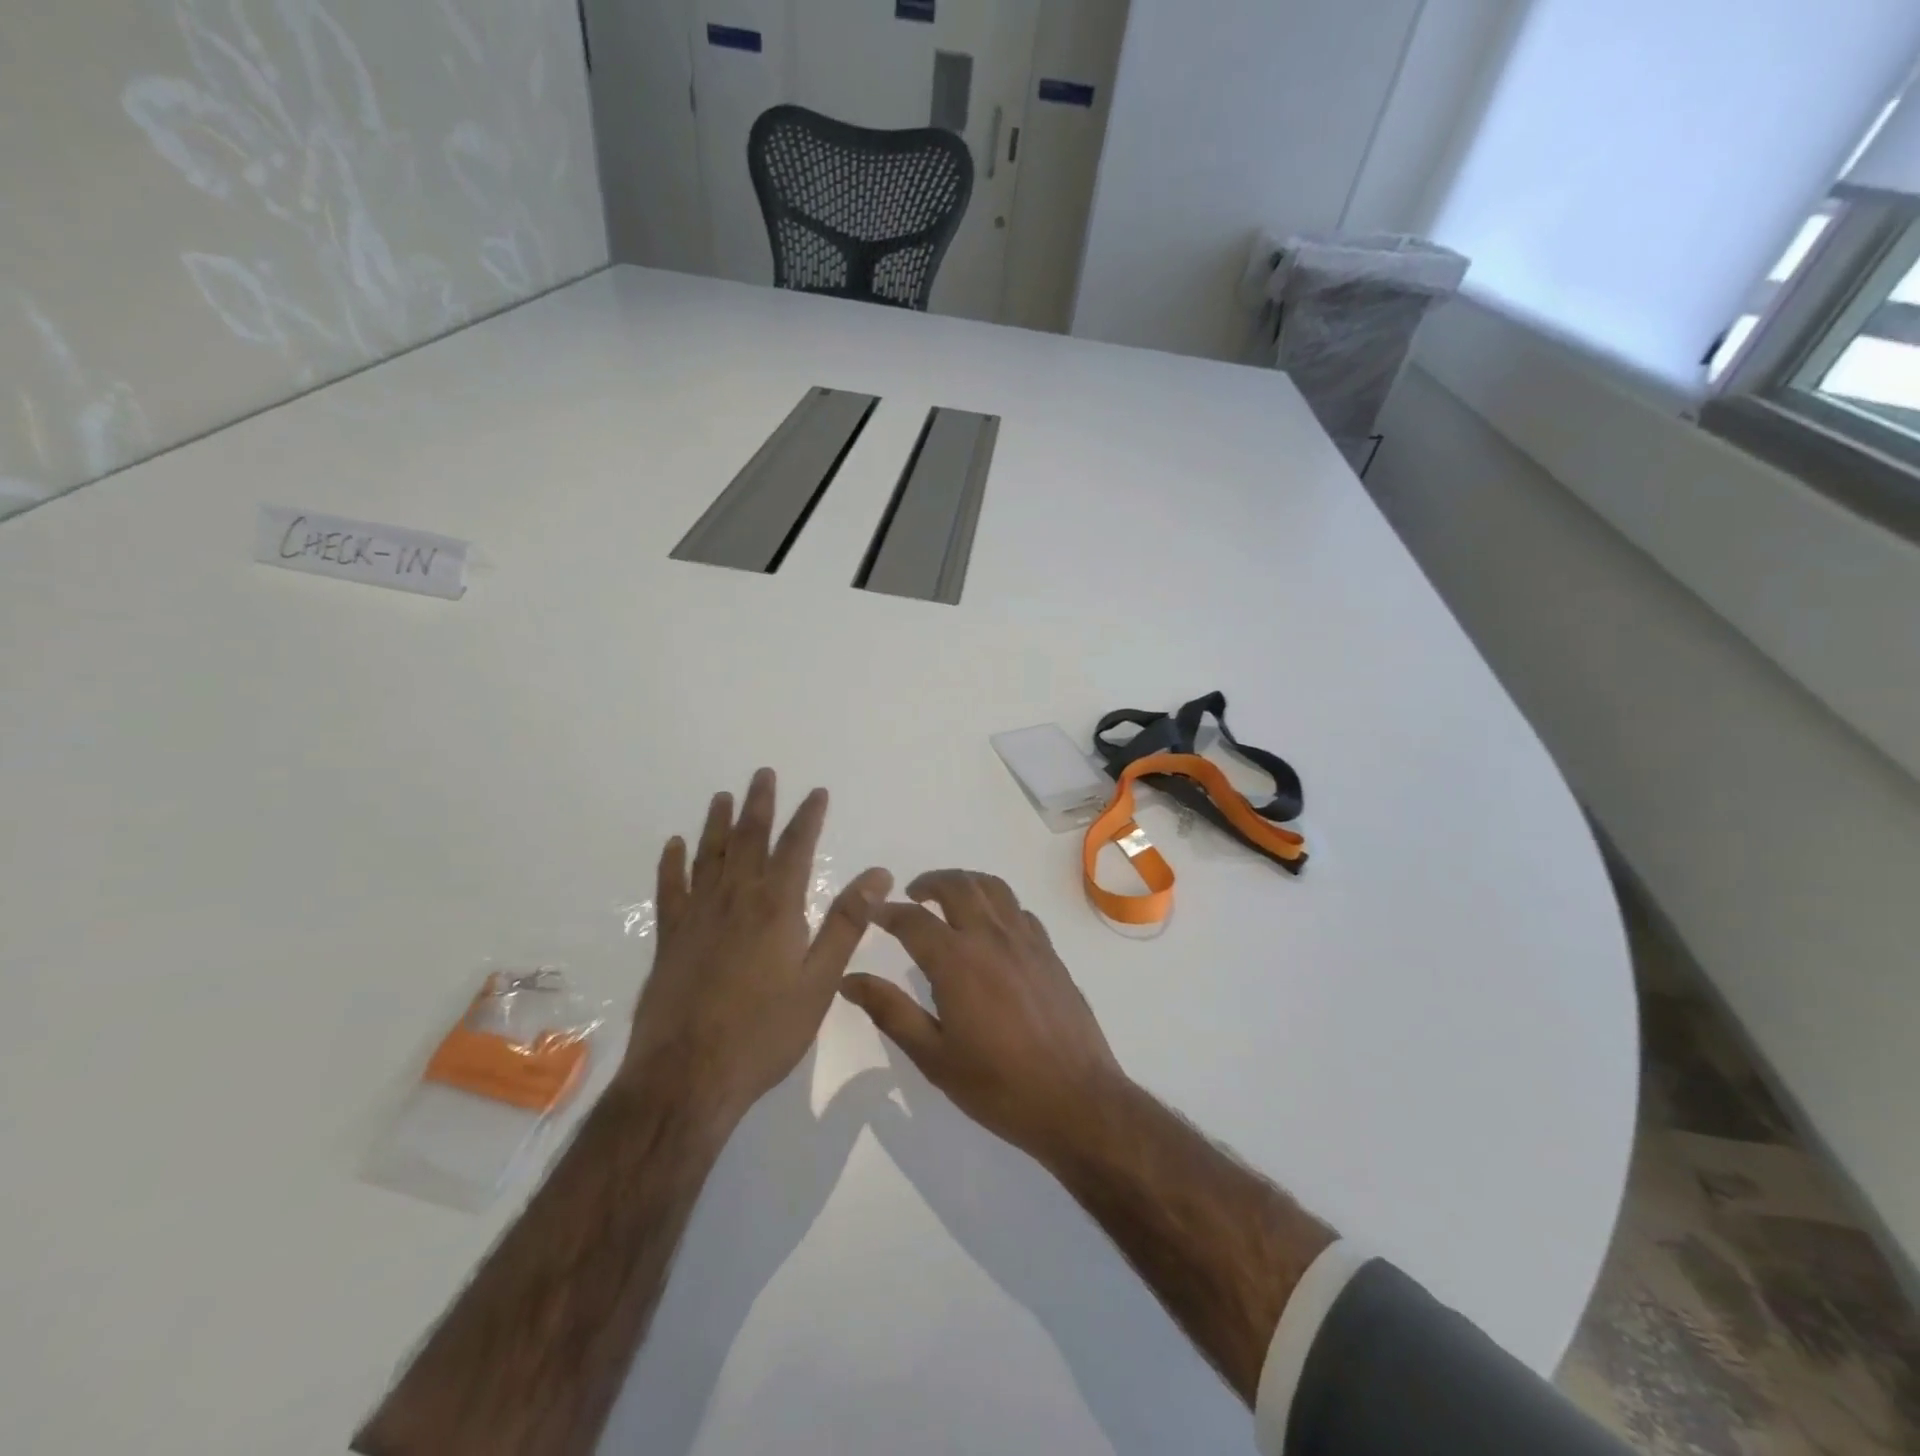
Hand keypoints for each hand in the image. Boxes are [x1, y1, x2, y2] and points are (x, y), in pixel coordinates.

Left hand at [624, 768, 891, 1122]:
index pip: (796, 847)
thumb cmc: (765, 1032)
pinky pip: (670, 889)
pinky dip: (672, 863)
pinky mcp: (669, 939)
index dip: (808, 817)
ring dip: (718, 823)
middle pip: (749, 839)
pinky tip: (674, 846)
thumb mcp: (820, 981)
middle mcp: (735, 899)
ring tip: (723, 796)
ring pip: (709, 855)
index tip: (816, 792)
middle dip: (760, 804)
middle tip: (763, 774)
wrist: (687, 1077)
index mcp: (776, 906)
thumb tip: (878, 873)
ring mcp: (697, 916)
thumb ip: (846, 923)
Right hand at [839, 869, 1126, 1163]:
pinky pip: (1019, 910)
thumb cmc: (997, 1085)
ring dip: (965, 883)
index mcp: (957, 960)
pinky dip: (997, 904)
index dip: (888, 912)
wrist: (1076, 1099)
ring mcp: (1026, 940)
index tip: (872, 913)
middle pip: (958, 886)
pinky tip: (991, 927)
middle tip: (912, 895)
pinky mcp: (1050, 952)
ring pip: (993, 888)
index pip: (913, 920)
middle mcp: (991, 937)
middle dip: (929, 882)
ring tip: (949, 898)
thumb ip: (890, 1011)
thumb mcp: (933, 1056)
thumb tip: (850, 981)